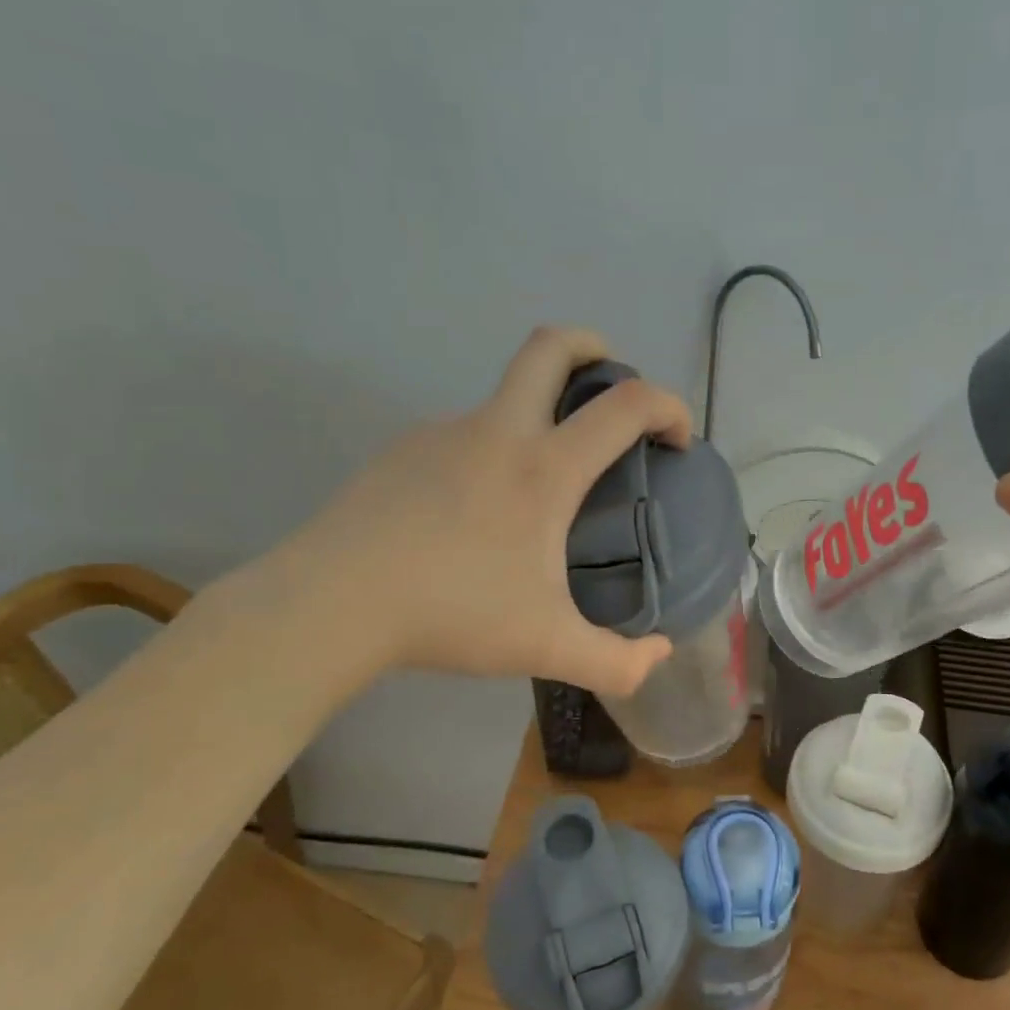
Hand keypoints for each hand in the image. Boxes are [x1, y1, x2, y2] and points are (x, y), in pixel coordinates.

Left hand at [269, 326, 690, 695]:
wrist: (333, 602)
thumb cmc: (453, 614)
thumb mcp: (548, 648)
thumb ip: (617, 662)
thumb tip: (659, 655)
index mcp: (543, 469)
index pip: (625, 406)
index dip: (668, 407)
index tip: (677, 440)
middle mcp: (497, 432)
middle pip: (550, 347)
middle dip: (593, 348)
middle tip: (611, 385)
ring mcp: (444, 434)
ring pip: (504, 398)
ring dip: (540, 416)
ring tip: (542, 488)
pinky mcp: (404, 451)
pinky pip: (465, 436)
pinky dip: (493, 453)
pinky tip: (478, 513)